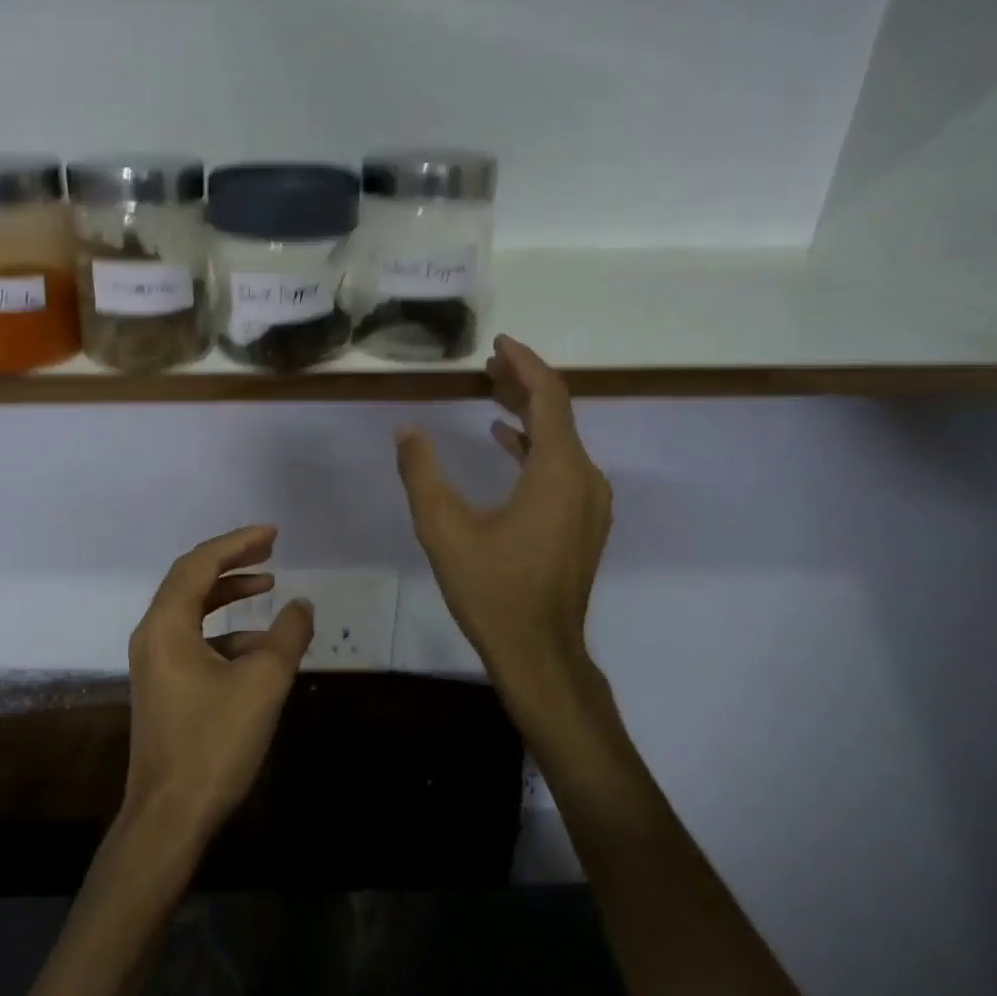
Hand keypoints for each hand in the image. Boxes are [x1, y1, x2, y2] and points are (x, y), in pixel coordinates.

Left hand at [121, 525, 314, 851]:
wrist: (169, 816)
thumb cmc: (213, 743)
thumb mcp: (262, 683)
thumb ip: (287, 636)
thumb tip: (301, 605)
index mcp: (166, 624)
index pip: (200, 564)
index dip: (238, 544)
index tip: (273, 534)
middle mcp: (152, 634)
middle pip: (190, 580)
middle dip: (231, 562)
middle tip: (270, 550)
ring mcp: (154, 662)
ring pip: (192, 611)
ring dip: (228, 595)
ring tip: (268, 588)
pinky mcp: (163, 686)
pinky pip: (193, 640)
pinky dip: (225, 632)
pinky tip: (259, 648)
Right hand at [396, 336, 612, 706]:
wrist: (539, 651)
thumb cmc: (492, 588)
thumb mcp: (444, 528)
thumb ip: (422, 473)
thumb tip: (406, 431)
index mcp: (558, 471)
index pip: (549, 397)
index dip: (524, 364)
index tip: (497, 344)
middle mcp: (585, 479)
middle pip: (558, 414)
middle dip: (523, 384)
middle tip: (487, 365)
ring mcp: (590, 503)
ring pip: (562, 441)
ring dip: (528, 414)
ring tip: (491, 394)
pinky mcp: (583, 523)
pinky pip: (563, 466)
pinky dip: (534, 446)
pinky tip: (505, 443)